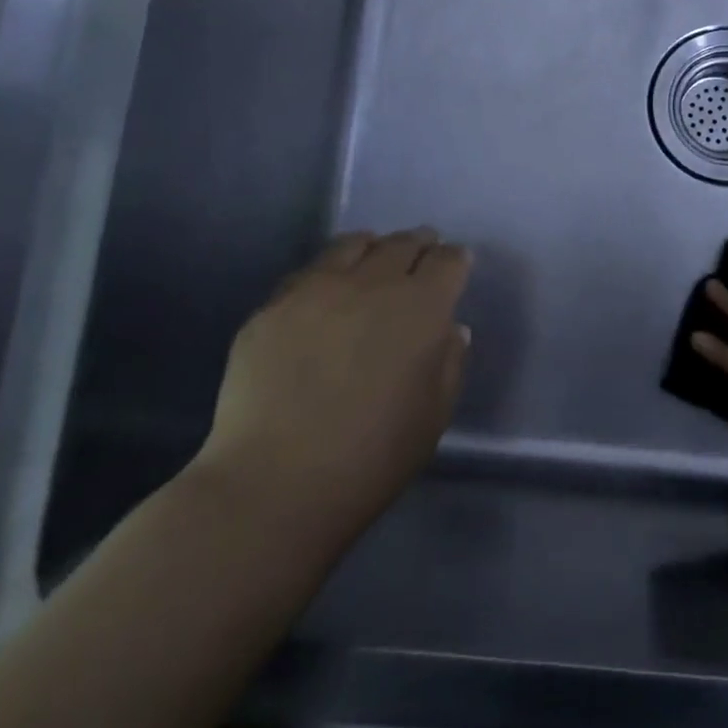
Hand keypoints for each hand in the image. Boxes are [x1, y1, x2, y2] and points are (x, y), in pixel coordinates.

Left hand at [197, 229, 471, 537]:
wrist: (275, 484)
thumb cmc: (373, 457)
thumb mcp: (434, 416)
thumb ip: (450, 363)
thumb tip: (450, 329)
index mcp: (421, 307)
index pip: (447, 261)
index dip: (454, 259)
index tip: (455, 265)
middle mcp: (372, 283)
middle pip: (401, 244)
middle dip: (418, 245)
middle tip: (421, 252)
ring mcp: (316, 290)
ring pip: (351, 245)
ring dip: (372, 248)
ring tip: (373, 260)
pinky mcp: (272, 307)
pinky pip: (308, 273)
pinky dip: (328, 272)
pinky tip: (325, 294)